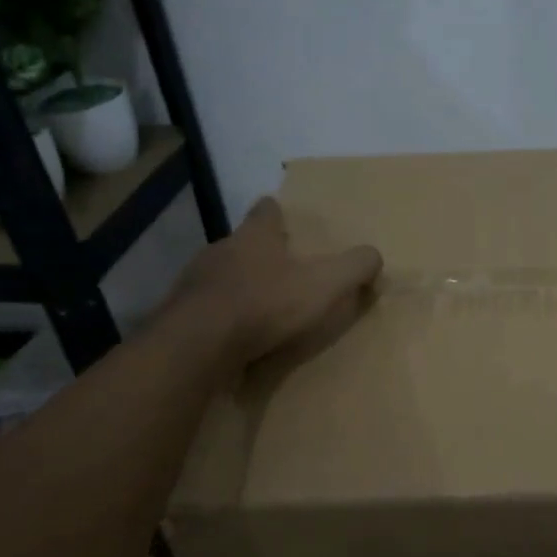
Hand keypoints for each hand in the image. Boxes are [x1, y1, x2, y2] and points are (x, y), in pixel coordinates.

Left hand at [160, 196, 382, 367]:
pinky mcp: (180, 315)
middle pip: (241, 243)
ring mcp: (195, 283)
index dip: (275, 212)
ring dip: (237, 286)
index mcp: (255, 237)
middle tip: (279, 267)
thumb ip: (354, 267)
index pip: (265, 211)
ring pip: (220, 276)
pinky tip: (233, 335)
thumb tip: (375, 255)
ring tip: (257, 305)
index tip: (280, 214)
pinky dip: (220, 317)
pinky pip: (206, 310)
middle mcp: (221, 251)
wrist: (199, 345)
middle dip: (258, 253)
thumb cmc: (266, 304)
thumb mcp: (326, 284)